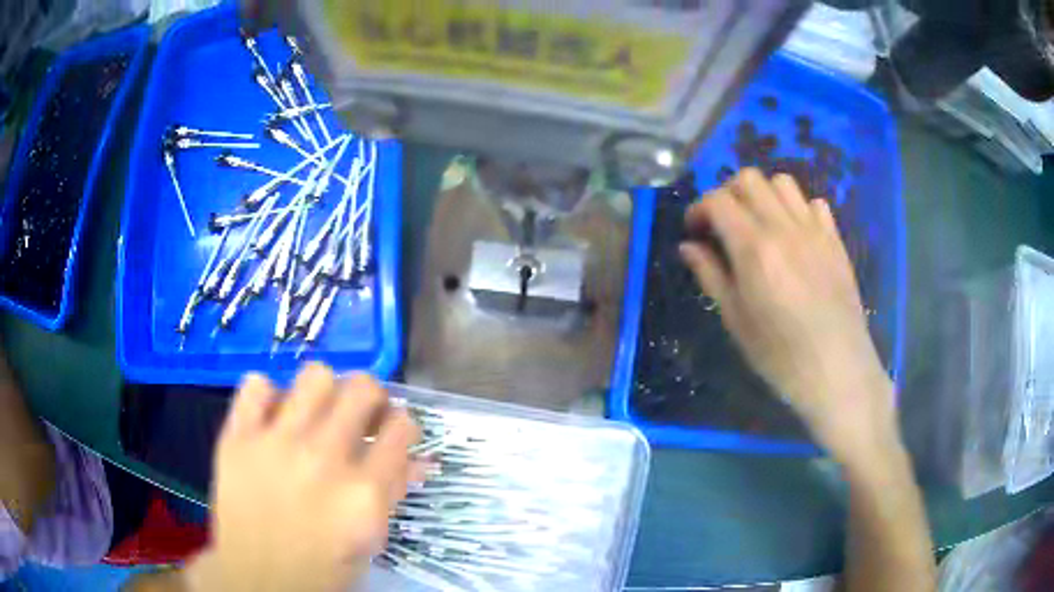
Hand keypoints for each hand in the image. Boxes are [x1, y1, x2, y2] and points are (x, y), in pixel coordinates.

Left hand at [187, 365, 419, 591]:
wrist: (258, 577)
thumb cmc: (323, 566)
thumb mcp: (369, 538)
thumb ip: (392, 493)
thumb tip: (418, 458)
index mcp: (363, 492)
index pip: (402, 427)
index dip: (403, 426)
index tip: (392, 433)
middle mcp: (323, 459)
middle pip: (363, 388)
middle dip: (371, 398)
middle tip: (360, 416)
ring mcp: (276, 444)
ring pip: (314, 375)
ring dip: (324, 391)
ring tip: (317, 413)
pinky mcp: (238, 438)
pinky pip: (256, 385)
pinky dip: (268, 395)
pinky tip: (273, 418)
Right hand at [680, 169, 896, 463]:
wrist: (837, 371)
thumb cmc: (781, 356)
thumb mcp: (736, 321)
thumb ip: (711, 276)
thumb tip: (688, 247)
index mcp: (754, 249)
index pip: (718, 201)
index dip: (698, 209)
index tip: (694, 231)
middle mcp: (784, 228)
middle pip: (748, 179)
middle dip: (727, 194)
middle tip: (723, 224)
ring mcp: (814, 231)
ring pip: (782, 182)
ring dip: (763, 194)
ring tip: (758, 223)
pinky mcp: (835, 240)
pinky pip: (814, 203)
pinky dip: (797, 209)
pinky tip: (794, 235)